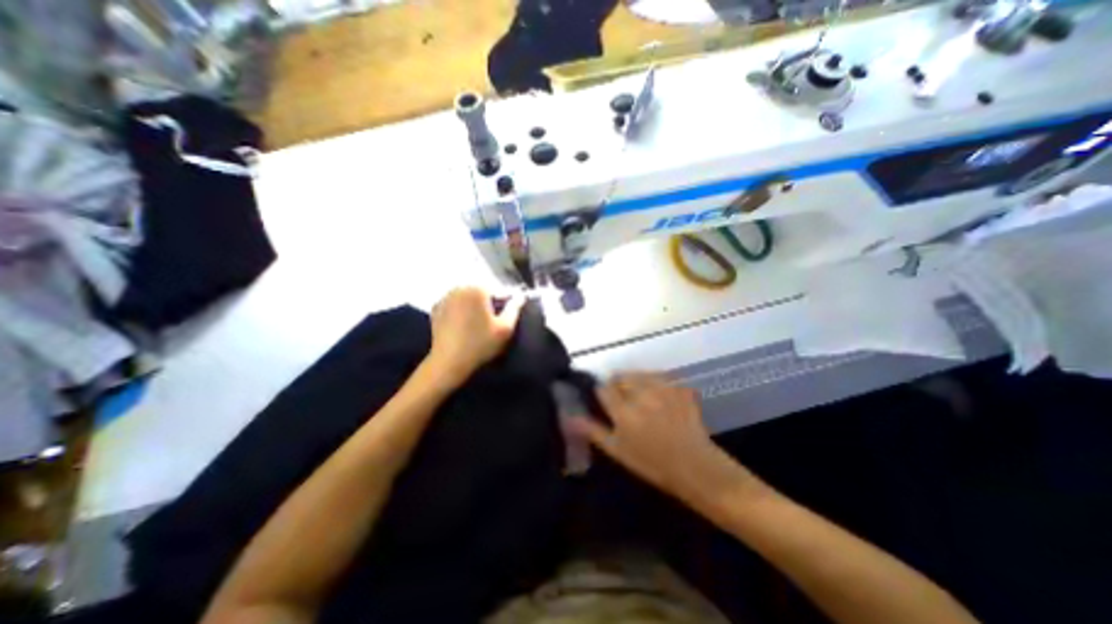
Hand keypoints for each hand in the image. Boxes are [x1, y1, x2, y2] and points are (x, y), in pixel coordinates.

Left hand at [429, 286, 526, 383]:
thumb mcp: (505, 328)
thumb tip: (521, 296)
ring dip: (474, 307)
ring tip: (477, 327)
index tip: (503, 320)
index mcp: (477, 289)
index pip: (498, 292)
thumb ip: (515, 308)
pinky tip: (463, 327)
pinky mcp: (435, 309)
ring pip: (467, 298)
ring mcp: (445, 298)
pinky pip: (455, 305)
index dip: (504, 306)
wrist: (448, 362)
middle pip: (481, 293)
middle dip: (488, 305)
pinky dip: (460, 312)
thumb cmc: (480, 344)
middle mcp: (459, 288)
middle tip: (490, 325)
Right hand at [567, 374, 760, 512]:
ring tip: (642, 397)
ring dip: (636, 381)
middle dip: (618, 386)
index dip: (600, 392)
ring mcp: (664, 388)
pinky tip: (660, 397)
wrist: (696, 467)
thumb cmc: (652, 464)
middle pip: (621, 377)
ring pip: (639, 373)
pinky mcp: (679, 386)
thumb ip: (593, 430)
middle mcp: (642, 394)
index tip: (603, 400)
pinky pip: (660, 376)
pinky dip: (656, 383)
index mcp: (624, 411)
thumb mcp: (618, 451)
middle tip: (624, 401)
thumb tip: (570, 417)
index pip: (603, 388)